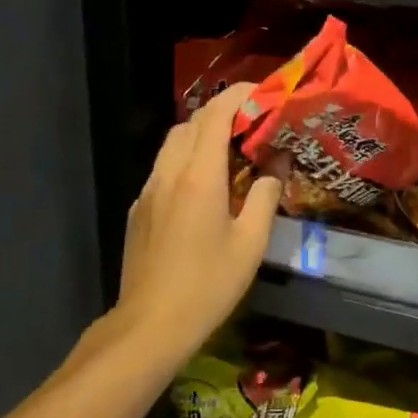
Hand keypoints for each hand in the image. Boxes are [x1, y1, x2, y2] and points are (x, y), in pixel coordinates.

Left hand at [115, 84, 280, 367]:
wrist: (149, 324)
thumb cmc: (208, 285)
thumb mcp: (250, 243)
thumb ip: (266, 196)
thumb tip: (277, 164)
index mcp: (198, 176)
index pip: (214, 114)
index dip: (239, 95)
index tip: (263, 93)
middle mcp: (168, 173)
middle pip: (191, 123)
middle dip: (222, 113)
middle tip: (253, 125)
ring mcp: (148, 190)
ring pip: (173, 143)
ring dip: (202, 135)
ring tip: (233, 151)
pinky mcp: (139, 209)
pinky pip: (163, 168)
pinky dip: (186, 159)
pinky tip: (205, 186)